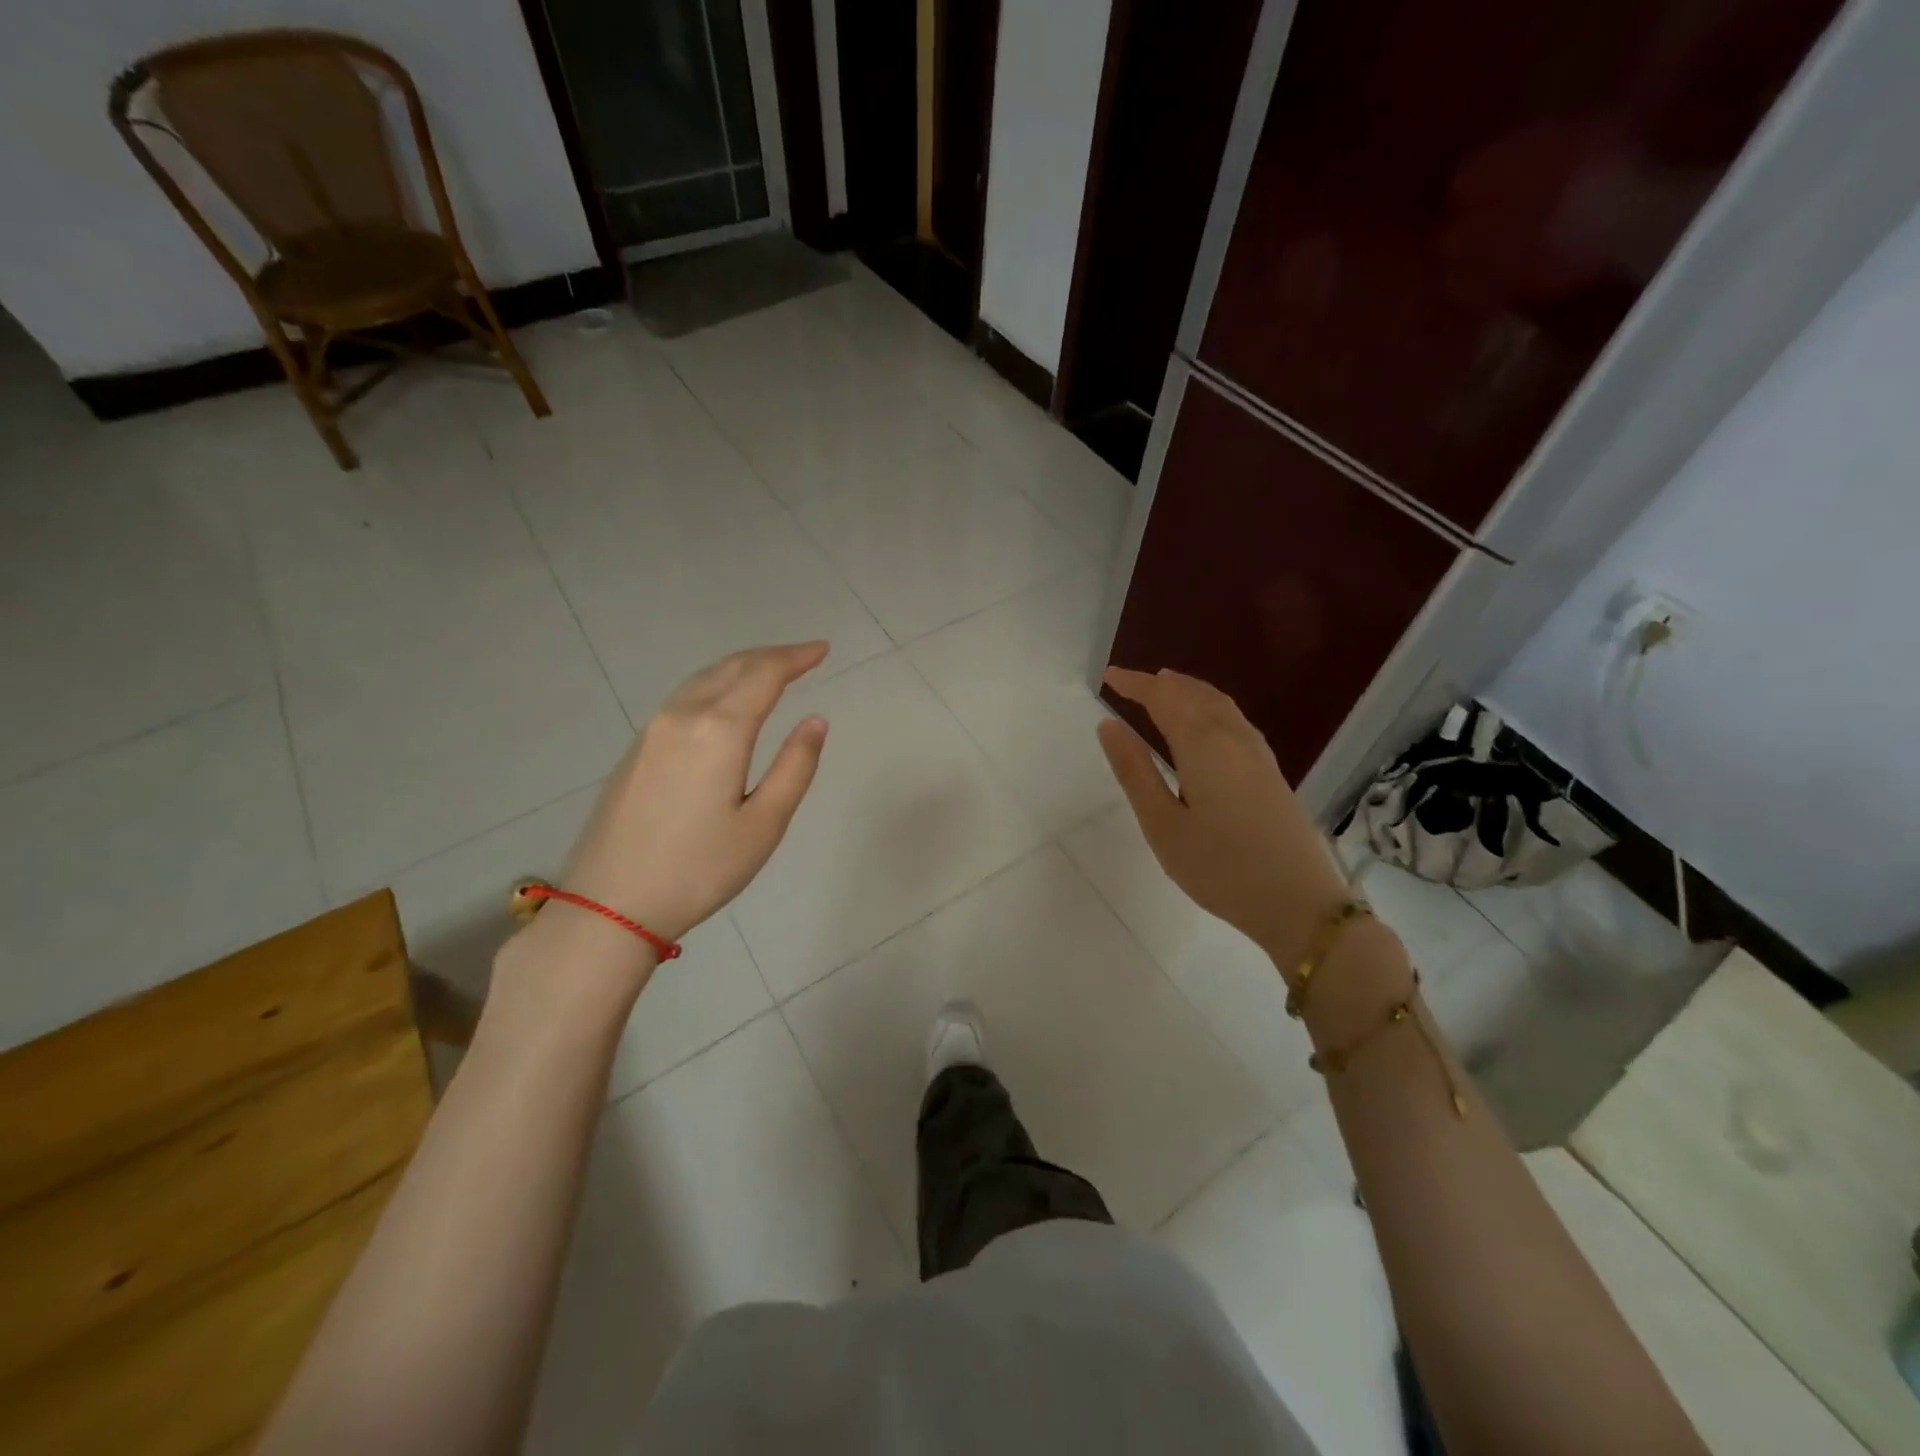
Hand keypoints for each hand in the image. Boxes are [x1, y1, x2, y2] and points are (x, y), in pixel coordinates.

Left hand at [564, 642, 831, 944]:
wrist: (610, 904)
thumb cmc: (699, 869)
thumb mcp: (764, 825)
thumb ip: (795, 767)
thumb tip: (816, 721)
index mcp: (719, 731)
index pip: (764, 675)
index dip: (796, 657)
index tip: (822, 649)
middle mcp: (682, 717)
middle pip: (732, 668)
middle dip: (771, 657)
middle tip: (804, 656)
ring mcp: (652, 731)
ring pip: (703, 679)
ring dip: (741, 668)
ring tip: (771, 671)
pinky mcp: (636, 750)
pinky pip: (684, 698)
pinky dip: (716, 685)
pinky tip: (725, 702)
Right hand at [1096, 667, 1350, 968]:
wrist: (1298, 903)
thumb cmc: (1220, 868)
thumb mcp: (1162, 825)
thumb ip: (1135, 771)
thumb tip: (1108, 725)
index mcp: (1203, 745)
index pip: (1164, 698)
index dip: (1135, 684)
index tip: (1108, 676)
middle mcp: (1233, 737)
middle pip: (1195, 694)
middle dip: (1161, 684)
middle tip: (1131, 683)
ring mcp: (1257, 753)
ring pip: (1219, 704)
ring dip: (1188, 690)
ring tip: (1165, 690)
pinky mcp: (1270, 771)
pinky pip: (1234, 719)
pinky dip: (1210, 706)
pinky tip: (1206, 724)